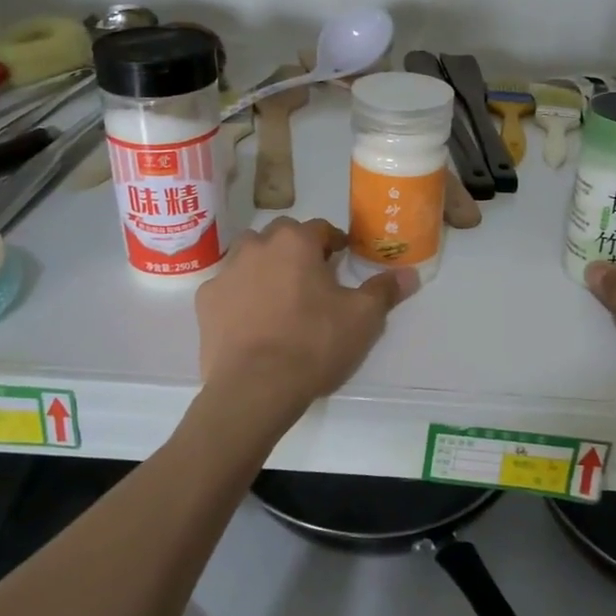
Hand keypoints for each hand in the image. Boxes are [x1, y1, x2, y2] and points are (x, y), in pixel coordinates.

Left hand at [197, 218, 416, 406]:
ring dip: (265, 267)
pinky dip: (240, 295)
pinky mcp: (205, 302)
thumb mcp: (363, 318)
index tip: (341, 260)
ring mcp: (226, 273)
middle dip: (297, 250)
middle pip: (281, 236)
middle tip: (312, 279)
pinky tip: (252, 320)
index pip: (320, 228)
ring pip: (250, 257)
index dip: (334, 243)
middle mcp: (257, 246)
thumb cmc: (314, 343)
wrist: (255, 387)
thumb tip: (410, 274)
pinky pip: (228, 288)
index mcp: (296, 242)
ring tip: (280, 297)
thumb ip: (384, 290)